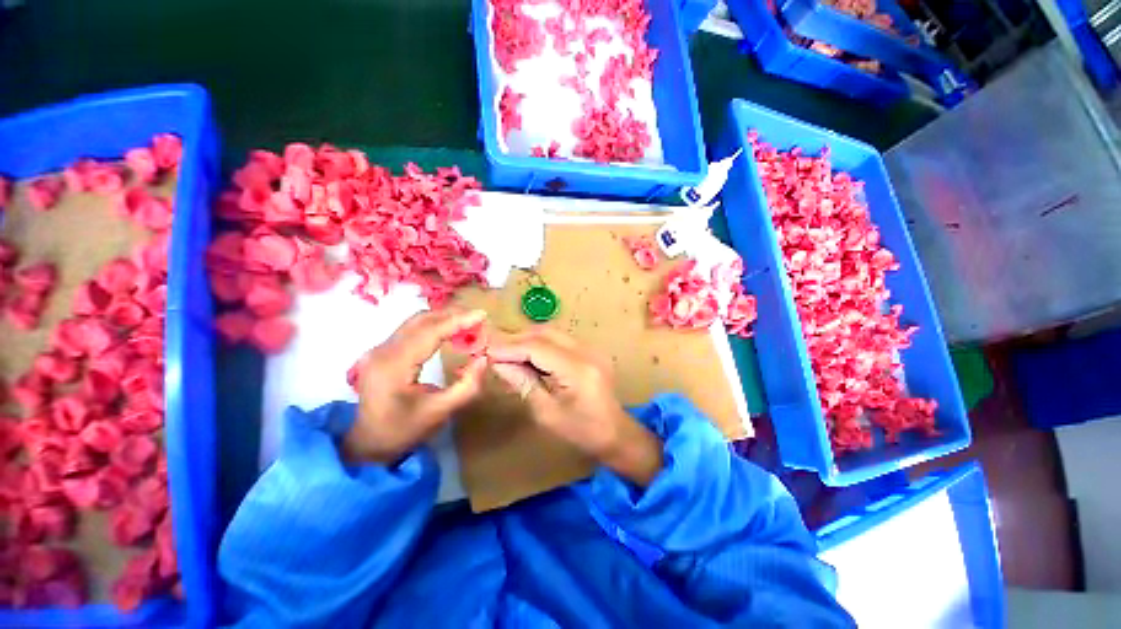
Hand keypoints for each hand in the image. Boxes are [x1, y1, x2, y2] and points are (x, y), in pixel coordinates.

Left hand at [345, 308, 488, 464]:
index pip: (429, 333)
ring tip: (468, 325)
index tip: (482, 314)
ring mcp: (379, 349)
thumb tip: (483, 358)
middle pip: (421, 320)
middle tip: (478, 320)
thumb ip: (467, 386)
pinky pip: (412, 329)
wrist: (368, 443)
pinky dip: (434, 326)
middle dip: (452, 315)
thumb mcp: (440, 412)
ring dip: (443, 318)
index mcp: (393, 366)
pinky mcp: (382, 351)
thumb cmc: (404, 430)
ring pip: (416, 321)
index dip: (457, 321)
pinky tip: (449, 332)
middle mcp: (382, 351)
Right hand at [488, 328, 663, 485]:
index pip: (537, 347)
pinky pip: (560, 340)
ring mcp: (591, 348)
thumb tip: (498, 363)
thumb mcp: (546, 413)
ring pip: (552, 333)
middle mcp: (586, 352)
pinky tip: (527, 355)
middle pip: (545, 333)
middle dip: (517, 339)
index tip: (486, 351)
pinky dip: (540, 344)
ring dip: (528, 339)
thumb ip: (523, 383)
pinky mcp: (590, 350)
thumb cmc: (580, 432)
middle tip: (494, 350)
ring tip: (507, 353)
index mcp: (578, 370)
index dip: (510, 347)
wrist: (615, 433)